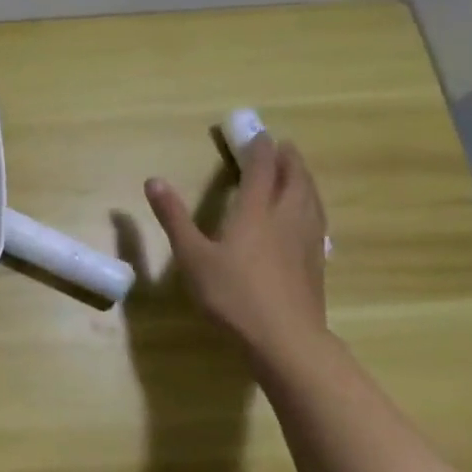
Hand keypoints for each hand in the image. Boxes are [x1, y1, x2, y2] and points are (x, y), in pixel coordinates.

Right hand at [144, 133, 327, 358]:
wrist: (285, 338)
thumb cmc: (232, 294)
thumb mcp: (192, 256)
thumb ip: (174, 218)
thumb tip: (154, 180)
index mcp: (255, 212)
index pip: (261, 171)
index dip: (259, 150)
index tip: (258, 133)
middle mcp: (286, 219)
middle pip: (294, 180)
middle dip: (288, 159)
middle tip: (282, 146)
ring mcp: (307, 241)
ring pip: (311, 199)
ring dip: (304, 180)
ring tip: (298, 173)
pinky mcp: (316, 262)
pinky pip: (318, 220)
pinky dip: (312, 205)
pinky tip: (309, 217)